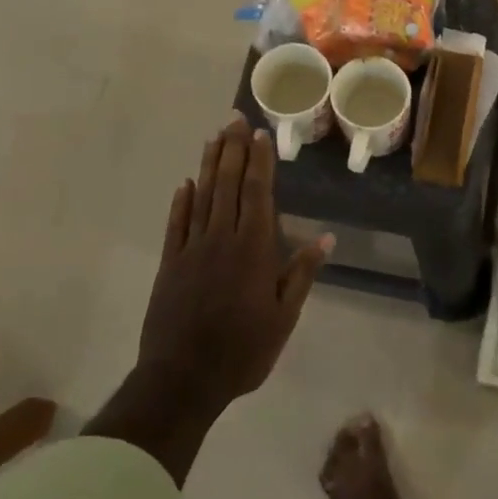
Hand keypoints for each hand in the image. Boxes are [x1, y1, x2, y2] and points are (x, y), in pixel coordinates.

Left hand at [135, 116, 331, 415]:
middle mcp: (222, 239)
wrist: (183, 378)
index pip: (258, 193)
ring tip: (214, 137)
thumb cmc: (243, 350)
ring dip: (209, 165)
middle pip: (228, 185)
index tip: (259, 134)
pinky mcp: (171, 264)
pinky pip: (177, 225)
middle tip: (234, 119)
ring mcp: (192, 249)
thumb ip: (301, 274)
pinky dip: (181, 202)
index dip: (259, 161)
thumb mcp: (283, 317)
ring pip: (202, 197)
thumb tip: (326, 238)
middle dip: (233, 150)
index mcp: (254, 249)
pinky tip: (185, 183)